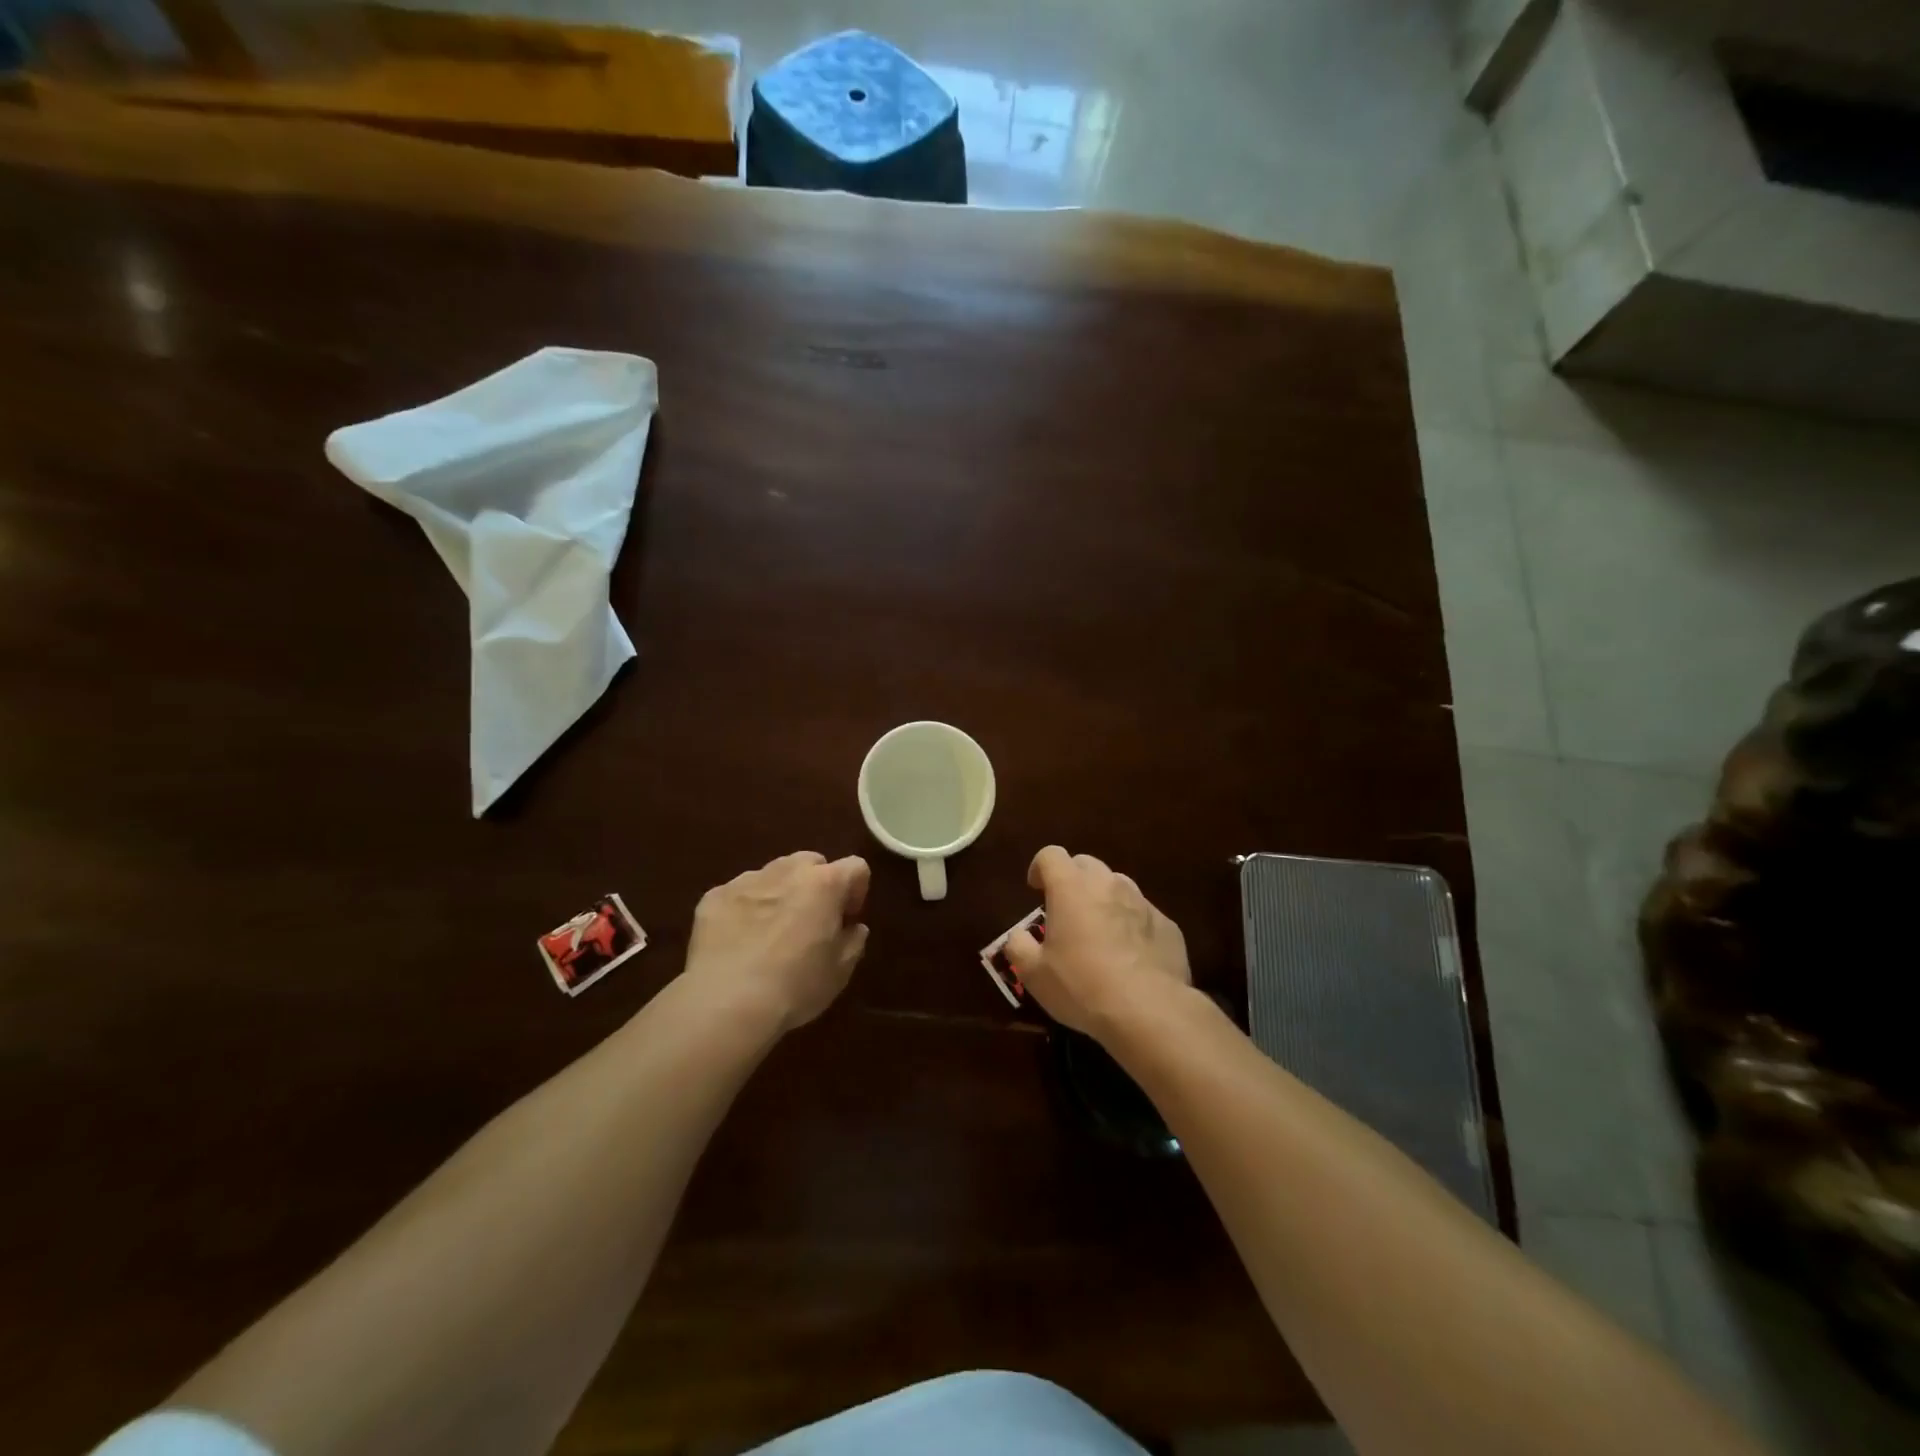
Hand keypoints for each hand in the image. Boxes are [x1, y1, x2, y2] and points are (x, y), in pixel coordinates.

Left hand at [684, 852, 870, 1032]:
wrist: (727, 1003)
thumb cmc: (796, 986)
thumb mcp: (841, 971)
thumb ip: (853, 940)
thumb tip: (852, 928)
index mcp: (824, 884)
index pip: (856, 867)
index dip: (857, 892)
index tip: (847, 920)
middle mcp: (787, 871)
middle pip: (811, 863)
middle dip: (816, 885)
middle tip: (811, 922)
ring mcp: (747, 880)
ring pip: (774, 875)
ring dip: (780, 893)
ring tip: (771, 932)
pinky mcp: (714, 897)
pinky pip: (739, 894)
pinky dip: (745, 909)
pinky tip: (739, 942)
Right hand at [1005, 846, 1191, 1035]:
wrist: (1148, 1010)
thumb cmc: (1081, 985)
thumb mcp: (1034, 973)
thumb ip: (1018, 946)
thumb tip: (1018, 936)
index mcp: (1071, 888)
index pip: (1050, 855)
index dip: (1040, 868)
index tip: (1036, 890)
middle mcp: (1108, 884)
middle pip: (1086, 864)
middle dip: (1072, 880)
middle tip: (1066, 912)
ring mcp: (1141, 901)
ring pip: (1117, 885)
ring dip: (1103, 899)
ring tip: (1098, 932)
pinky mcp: (1167, 924)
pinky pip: (1142, 913)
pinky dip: (1131, 924)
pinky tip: (1129, 955)